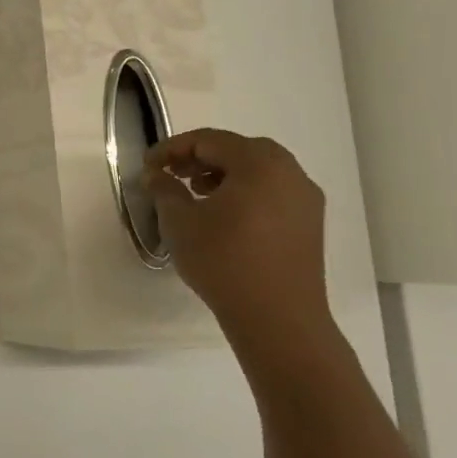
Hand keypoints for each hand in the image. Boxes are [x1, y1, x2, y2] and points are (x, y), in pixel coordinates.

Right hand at [143, 130, 332, 344]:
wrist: (276, 317)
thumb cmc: (223, 260)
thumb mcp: (179, 221)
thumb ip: (165, 189)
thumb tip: (157, 174)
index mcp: (259, 165)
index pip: (209, 140)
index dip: (172, 148)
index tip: (147, 166)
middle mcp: (290, 174)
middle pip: (239, 149)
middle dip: (201, 156)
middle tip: (172, 173)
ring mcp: (305, 200)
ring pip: (259, 170)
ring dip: (224, 173)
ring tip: (195, 194)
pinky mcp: (309, 224)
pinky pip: (272, 191)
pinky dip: (245, 191)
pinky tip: (222, 215)